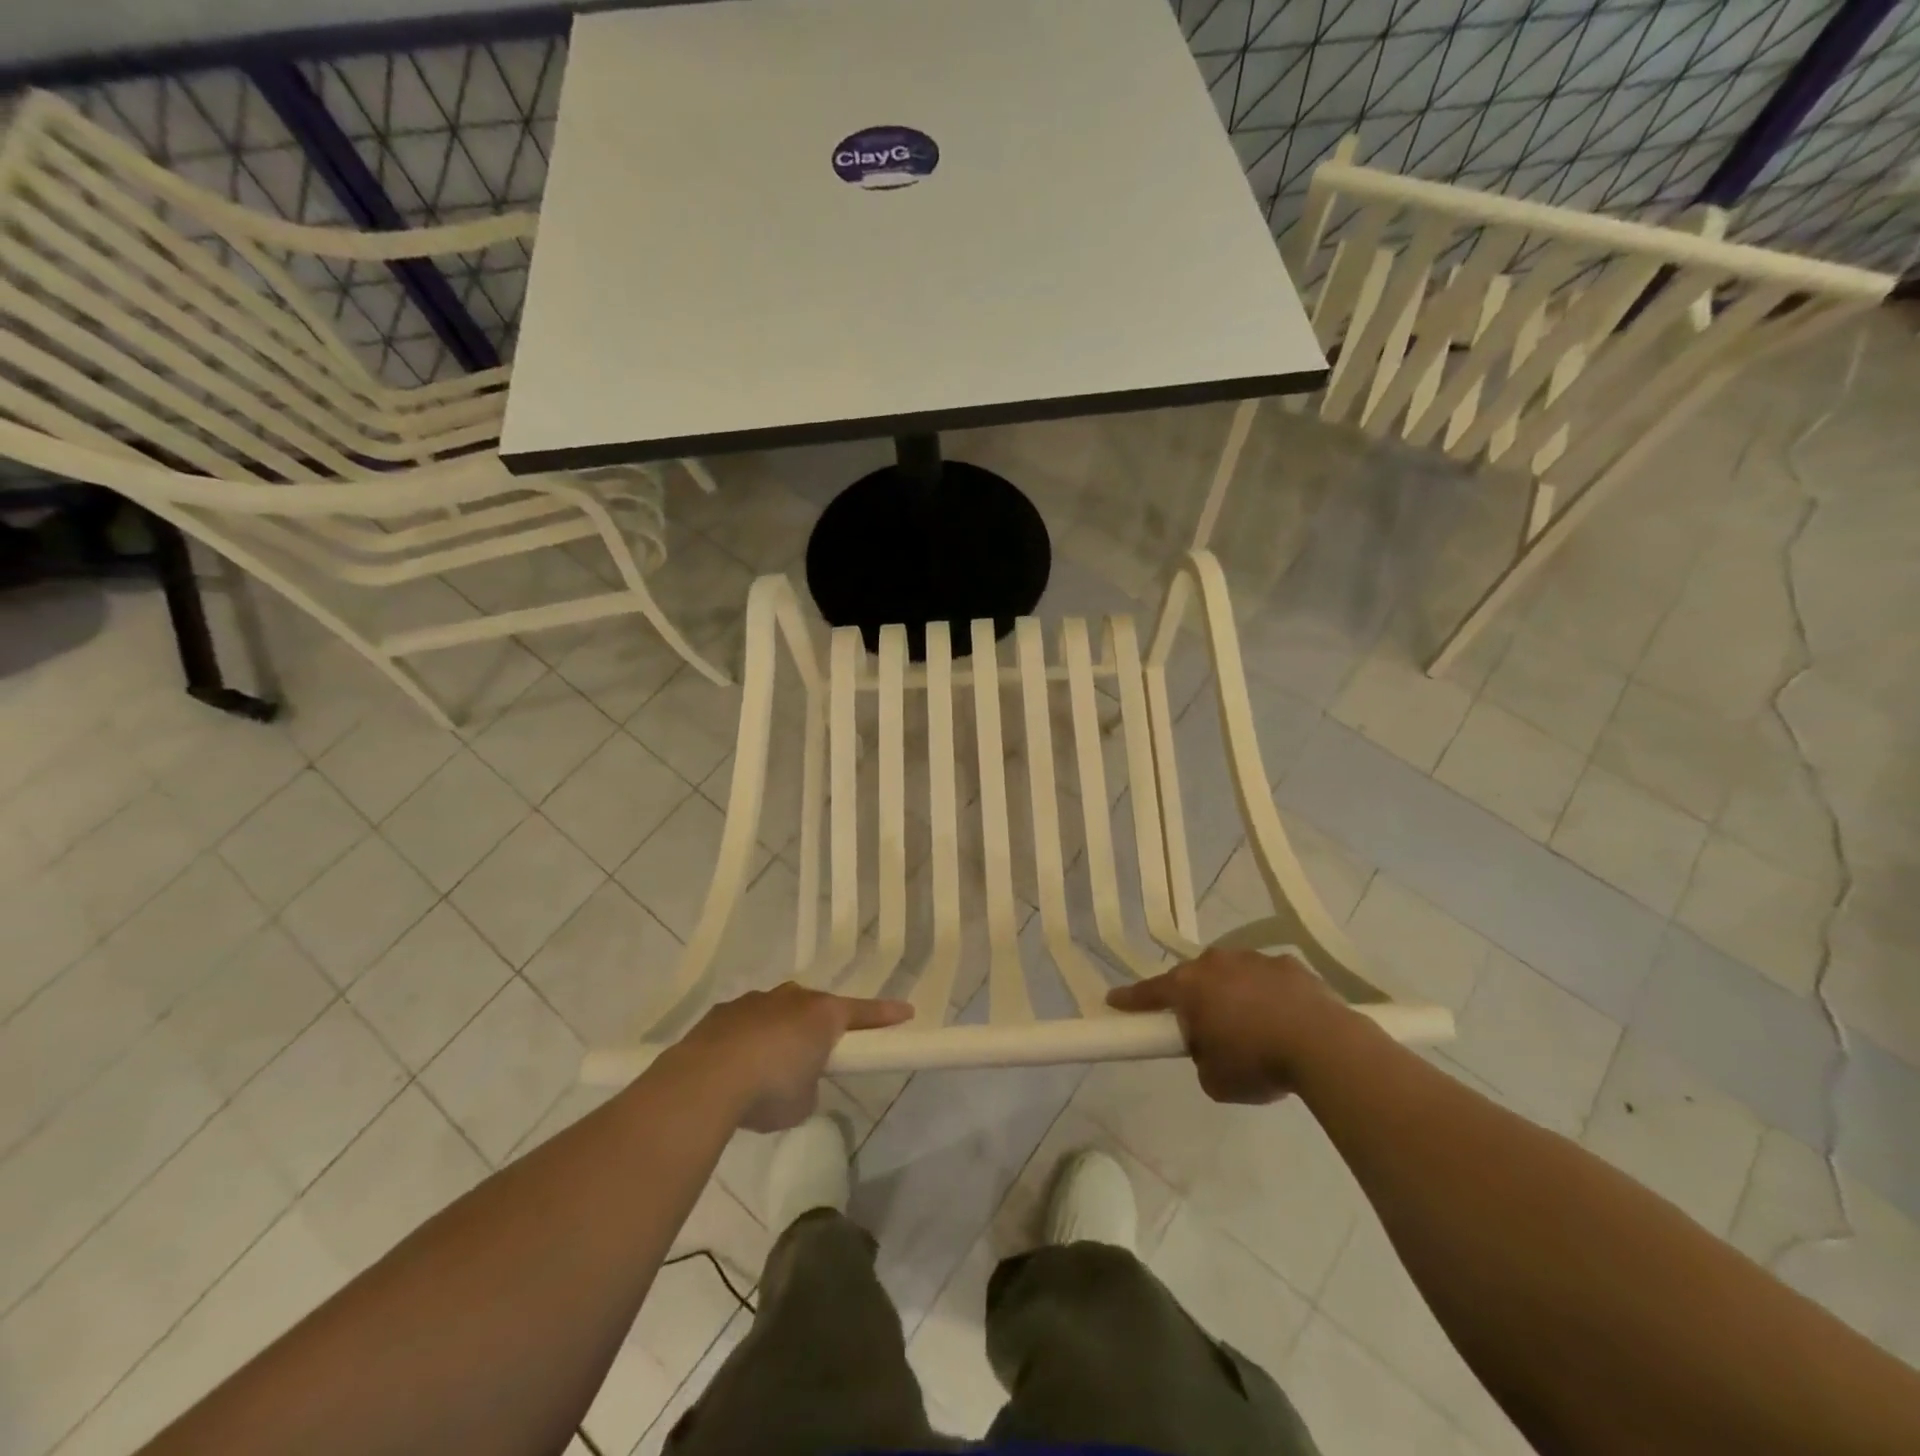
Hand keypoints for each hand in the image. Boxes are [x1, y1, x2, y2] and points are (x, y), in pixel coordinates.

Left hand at [678, 983, 912, 1131]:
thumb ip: (809, 1086)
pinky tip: (734, 1069)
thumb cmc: (769, 1090)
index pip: (863, 1013)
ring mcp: (755, 1001)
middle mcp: (792, 998)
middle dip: (819, 1028)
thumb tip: (796, 1082)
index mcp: (822, 1015)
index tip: (906, 1012)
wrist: (705, 1081)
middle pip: (816, 1007)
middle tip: (817, 1056)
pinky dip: (747, 1041)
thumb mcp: (803, 1102)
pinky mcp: (722, 1013)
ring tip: (766, 1070)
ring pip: (777, 1011)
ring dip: (779, 1033)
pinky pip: (745, 1024)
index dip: (885, 1015)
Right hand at [1107, 948, 1346, 1103]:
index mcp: (1189, 986)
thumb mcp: (1214, 1079)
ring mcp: (1254, 959)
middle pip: (1194, 979)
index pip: (1149, 992)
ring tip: (1253, 1029)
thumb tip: (1210, 1046)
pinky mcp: (1289, 964)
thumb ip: (1201, 1057)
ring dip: (1234, 995)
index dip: (1130, 1000)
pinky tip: (1284, 1021)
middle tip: (1204, 1029)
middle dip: (1195, 1000)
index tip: (1113, 1001)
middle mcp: (1216, 963)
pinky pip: (1267, 980)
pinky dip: (1268, 996)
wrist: (1325, 1045)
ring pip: (1232, 975)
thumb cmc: (1258, 1062)